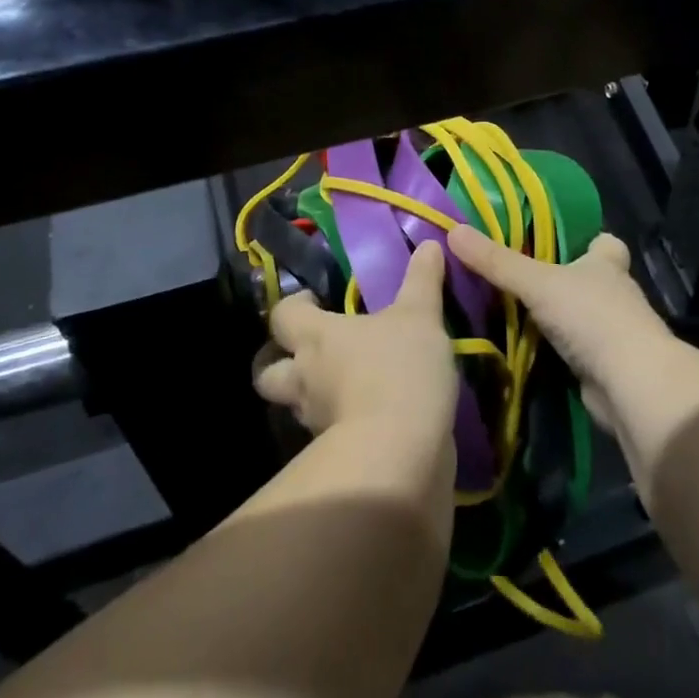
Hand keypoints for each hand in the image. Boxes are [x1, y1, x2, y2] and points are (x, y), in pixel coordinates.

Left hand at [254, 241, 458, 444]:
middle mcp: (306, 378)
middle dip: (280, 362)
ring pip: (296, 405)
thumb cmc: (399, 369)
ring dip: (310, 396)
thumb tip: (430, 244)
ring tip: (342, 386)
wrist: (400, 452)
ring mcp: (316, 421)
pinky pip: (327, 434)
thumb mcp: (420, 316)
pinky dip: (339, 425)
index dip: (292, 307)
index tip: (313, 301)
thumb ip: (423, 280)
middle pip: (268, 372)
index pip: (282, 316)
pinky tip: (368, 417)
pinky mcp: (335, 454)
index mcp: (317, 338)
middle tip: (311, 353)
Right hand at [447, 226, 678, 430]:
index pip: (605, 243)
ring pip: (581, 315)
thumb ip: (496, 261)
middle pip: (589, 279)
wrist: (630, 384)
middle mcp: (615, 293)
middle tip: (518, 276)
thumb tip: (452, 230)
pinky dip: (557, 349)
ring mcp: (613, 331)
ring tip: (512, 310)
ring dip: (557, 316)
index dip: (587, 240)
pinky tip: (527, 348)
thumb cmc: (591, 317)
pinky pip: (575, 349)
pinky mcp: (605, 365)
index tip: (558, 242)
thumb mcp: (536, 283)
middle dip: (562, 279)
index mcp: (606, 264)